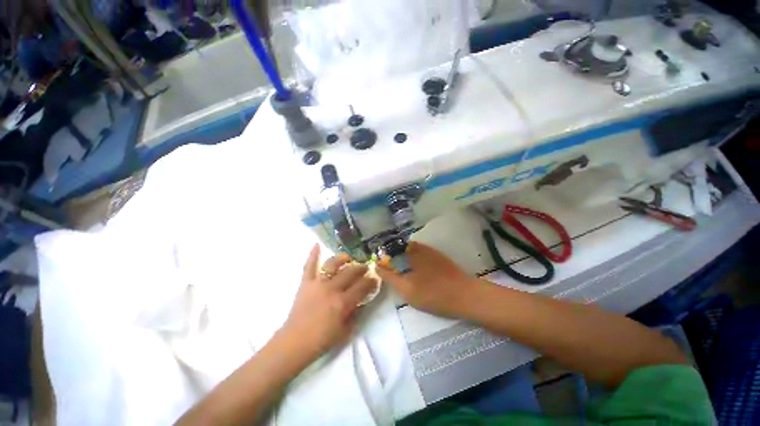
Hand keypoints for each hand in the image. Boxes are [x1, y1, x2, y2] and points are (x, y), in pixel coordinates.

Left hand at [282, 245, 377, 360]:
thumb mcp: (345, 330)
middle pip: (350, 272)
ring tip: (348, 257)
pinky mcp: (305, 283)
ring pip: (332, 264)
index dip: (371, 281)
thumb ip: (356, 312)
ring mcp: (317, 284)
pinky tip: (317, 245)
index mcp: (343, 302)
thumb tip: (362, 299)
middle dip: (361, 268)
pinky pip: (308, 266)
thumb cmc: (322, 340)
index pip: (362, 286)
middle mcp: (332, 289)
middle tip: (365, 268)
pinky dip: (312, 255)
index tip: (375, 278)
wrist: (295, 343)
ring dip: (342, 258)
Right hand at [377, 242, 476, 317]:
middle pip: (399, 247)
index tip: (376, 264)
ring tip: (397, 269)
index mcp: (410, 252)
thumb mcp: (407, 289)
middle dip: (390, 255)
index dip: (381, 255)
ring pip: (409, 250)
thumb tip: (377, 267)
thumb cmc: (434, 294)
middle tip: (386, 268)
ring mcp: (430, 251)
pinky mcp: (438, 256)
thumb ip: (390, 277)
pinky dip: (412, 258)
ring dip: (401, 256)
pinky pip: (419, 253)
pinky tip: (413, 269)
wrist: (466, 296)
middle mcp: (419, 247)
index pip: (389, 248)